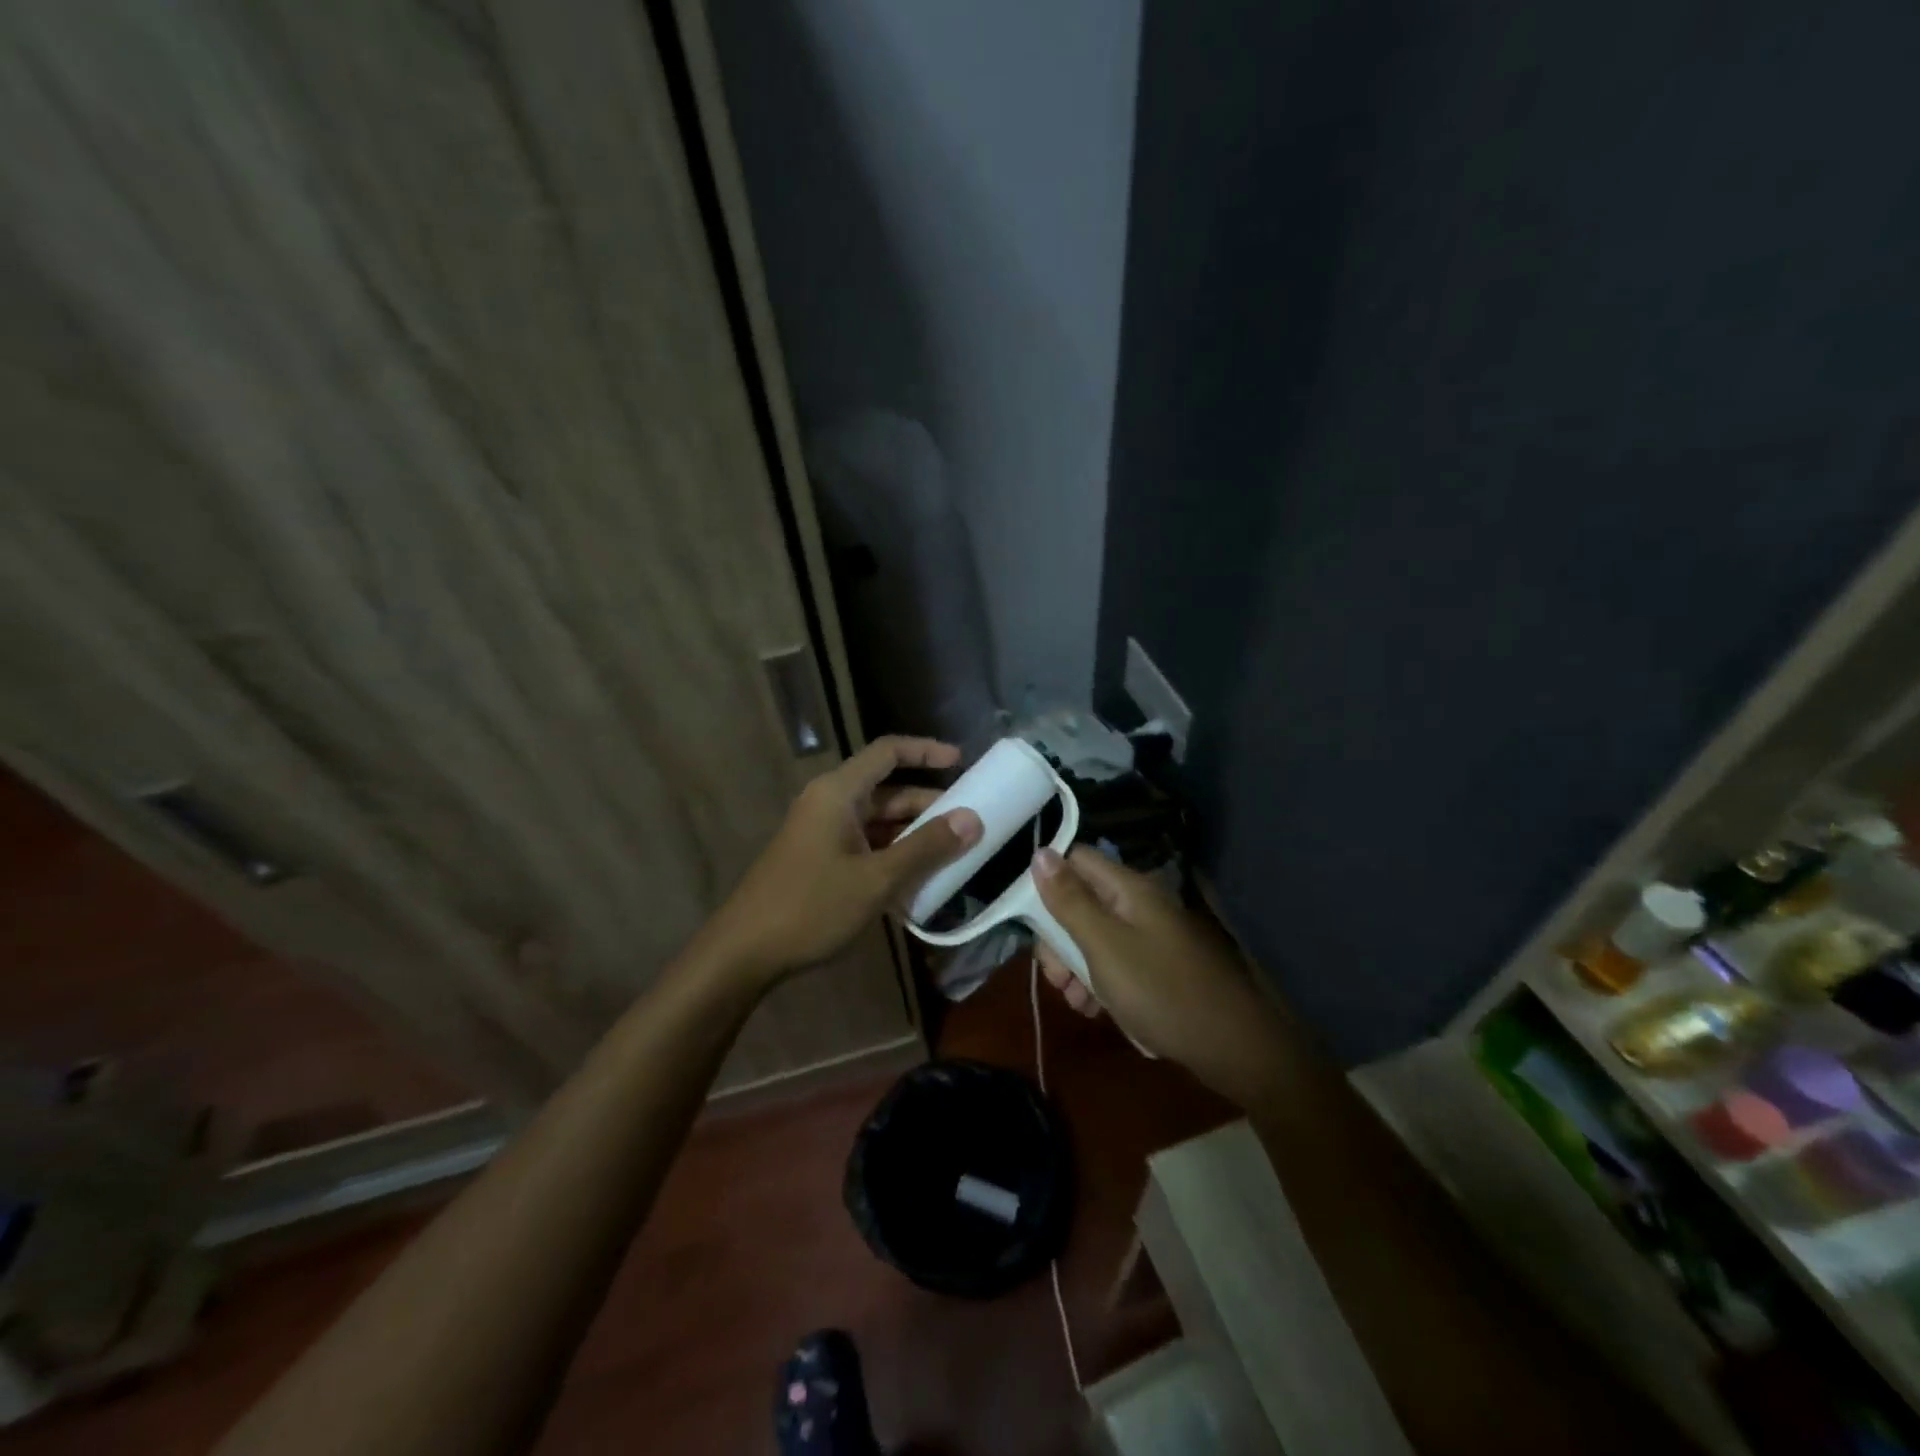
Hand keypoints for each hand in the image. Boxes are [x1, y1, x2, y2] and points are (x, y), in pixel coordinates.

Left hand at [705, 736, 981, 986]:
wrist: (744, 952)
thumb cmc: (811, 906)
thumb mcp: (877, 879)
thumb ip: (926, 847)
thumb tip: (972, 819)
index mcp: (839, 793)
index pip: (888, 752)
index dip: (926, 751)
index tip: (962, 762)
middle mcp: (830, 803)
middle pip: (887, 791)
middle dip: (928, 805)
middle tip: (969, 824)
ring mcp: (822, 833)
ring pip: (878, 822)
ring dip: (913, 836)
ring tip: (952, 857)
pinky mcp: (819, 859)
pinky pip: (865, 846)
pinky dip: (892, 856)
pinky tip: (918, 883)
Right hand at [1031, 846, 1283, 1103]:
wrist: (1230, 1047)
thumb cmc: (1160, 991)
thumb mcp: (1104, 946)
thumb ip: (1069, 900)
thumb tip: (1039, 852)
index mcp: (1127, 888)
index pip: (1075, 860)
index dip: (1047, 881)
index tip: (1029, 920)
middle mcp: (1137, 904)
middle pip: (1079, 902)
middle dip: (1058, 938)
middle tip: (1055, 977)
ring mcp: (1147, 935)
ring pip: (1092, 936)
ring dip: (1074, 966)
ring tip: (1075, 1001)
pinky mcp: (1153, 965)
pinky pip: (1112, 961)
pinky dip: (1097, 982)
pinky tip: (1094, 1009)